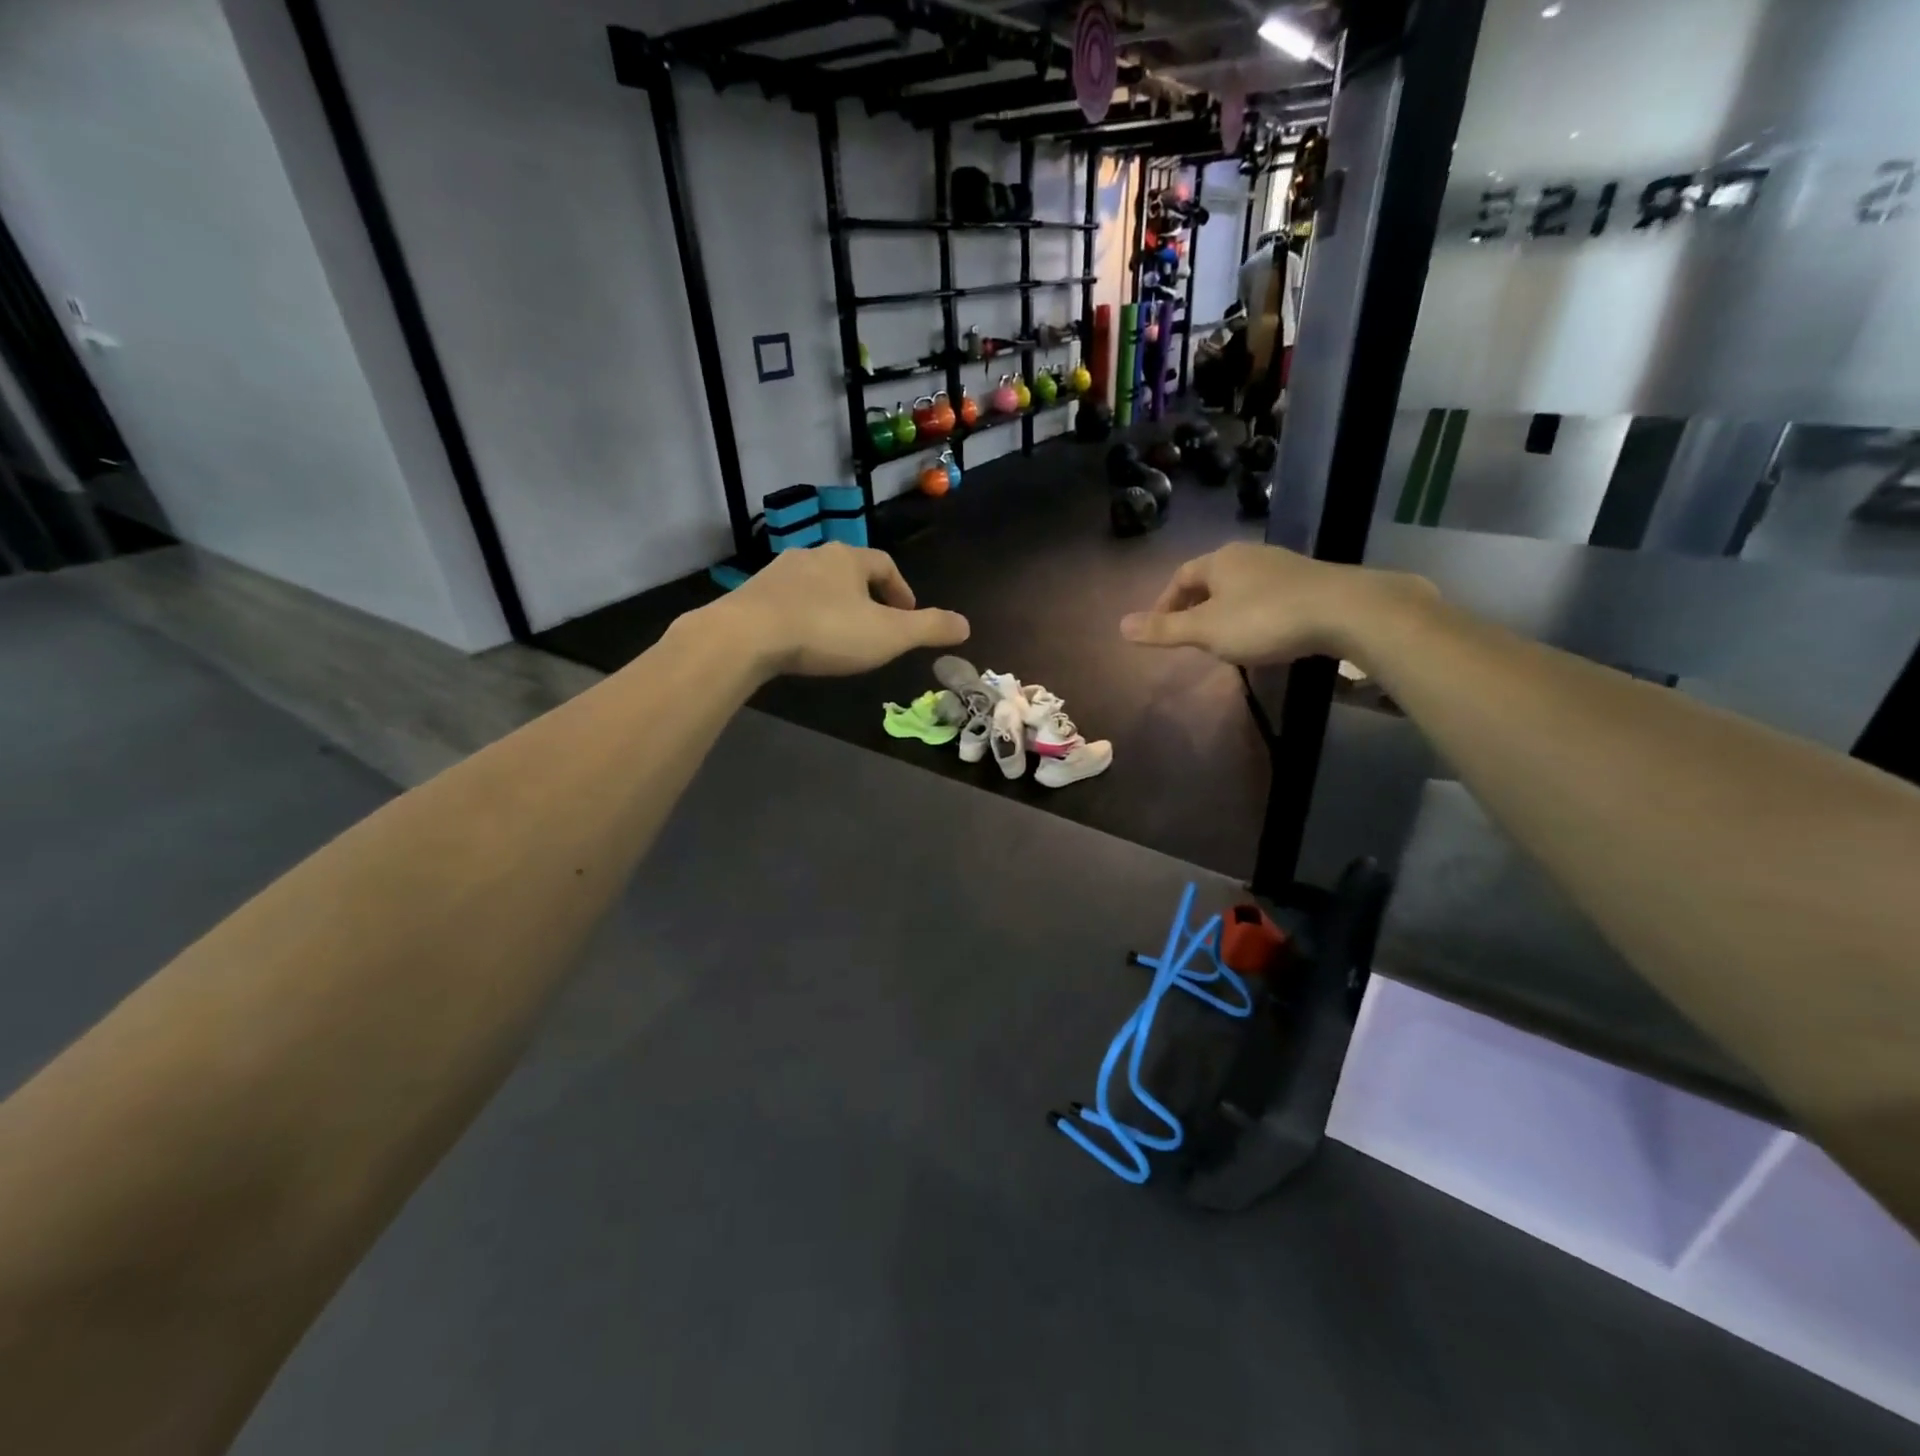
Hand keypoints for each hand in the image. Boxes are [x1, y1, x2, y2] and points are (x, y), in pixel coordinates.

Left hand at [703, 543, 968, 677]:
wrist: (747, 636)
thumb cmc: (827, 631)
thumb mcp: (889, 635)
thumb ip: (929, 628)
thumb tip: (966, 624)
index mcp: (849, 558)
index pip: (884, 565)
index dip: (901, 589)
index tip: (908, 614)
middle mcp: (814, 554)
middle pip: (849, 571)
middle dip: (866, 596)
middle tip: (875, 625)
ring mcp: (779, 572)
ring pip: (816, 585)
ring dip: (832, 605)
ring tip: (839, 634)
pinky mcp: (752, 593)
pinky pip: (788, 601)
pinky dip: (803, 615)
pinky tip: (801, 639)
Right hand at [1120, 541, 1433, 666]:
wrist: (1344, 611)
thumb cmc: (1264, 619)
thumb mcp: (1206, 630)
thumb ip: (1164, 629)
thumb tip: (1120, 626)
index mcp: (1218, 561)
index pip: (1180, 577)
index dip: (1165, 603)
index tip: (1160, 629)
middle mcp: (1248, 555)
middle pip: (1210, 579)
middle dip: (1195, 605)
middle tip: (1188, 635)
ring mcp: (1281, 564)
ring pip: (1240, 586)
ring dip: (1225, 610)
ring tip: (1222, 638)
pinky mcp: (1308, 580)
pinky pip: (1267, 594)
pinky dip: (1253, 612)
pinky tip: (1263, 633)